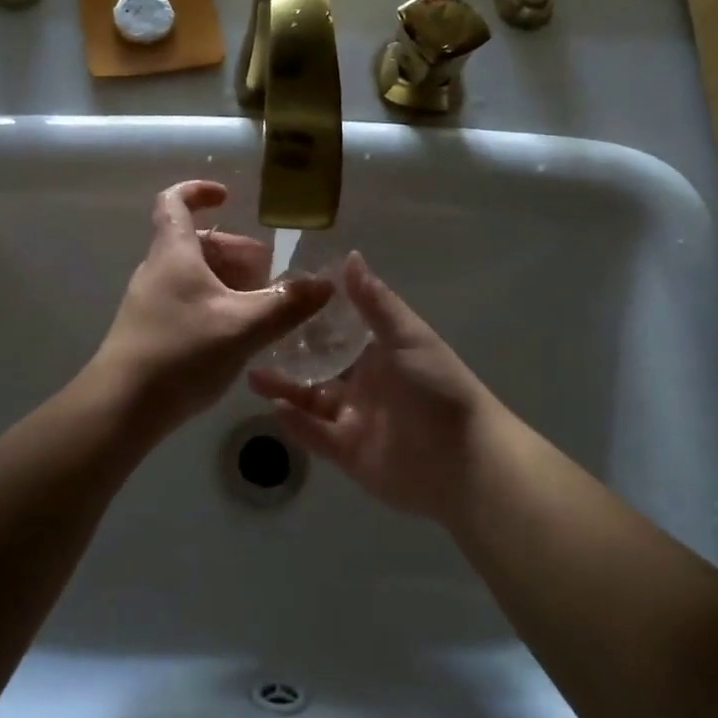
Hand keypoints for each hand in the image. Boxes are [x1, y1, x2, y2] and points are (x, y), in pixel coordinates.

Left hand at [95, 181, 331, 433]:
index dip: (199, 191)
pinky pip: (185, 300)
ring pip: (192, 274)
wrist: (121, 407)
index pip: (175, 201)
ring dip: (227, 280)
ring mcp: (149, 301)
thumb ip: (287, 304)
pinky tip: (235, 335)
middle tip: (266, 274)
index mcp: (173, 253)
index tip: (228, 198)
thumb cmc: (181, 353)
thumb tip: (325, 283)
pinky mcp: (148, 330)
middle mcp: (157, 269)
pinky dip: (213, 303)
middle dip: (234, 250)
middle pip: (195, 242)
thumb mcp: (244, 327)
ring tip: (258, 307)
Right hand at [249, 253, 499, 522]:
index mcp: (380, 353)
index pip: (339, 330)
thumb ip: (374, 303)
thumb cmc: (439, 389)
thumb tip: (350, 255)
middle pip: (319, 365)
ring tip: (252, 375)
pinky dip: (296, 423)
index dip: (311, 316)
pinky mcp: (349, 453)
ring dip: (284, 388)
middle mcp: (365, 383)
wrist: (465, 462)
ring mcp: (355, 419)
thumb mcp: (408, 339)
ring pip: (311, 400)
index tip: (277, 298)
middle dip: (289, 355)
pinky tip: (273, 407)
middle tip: (252, 339)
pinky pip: (316, 435)